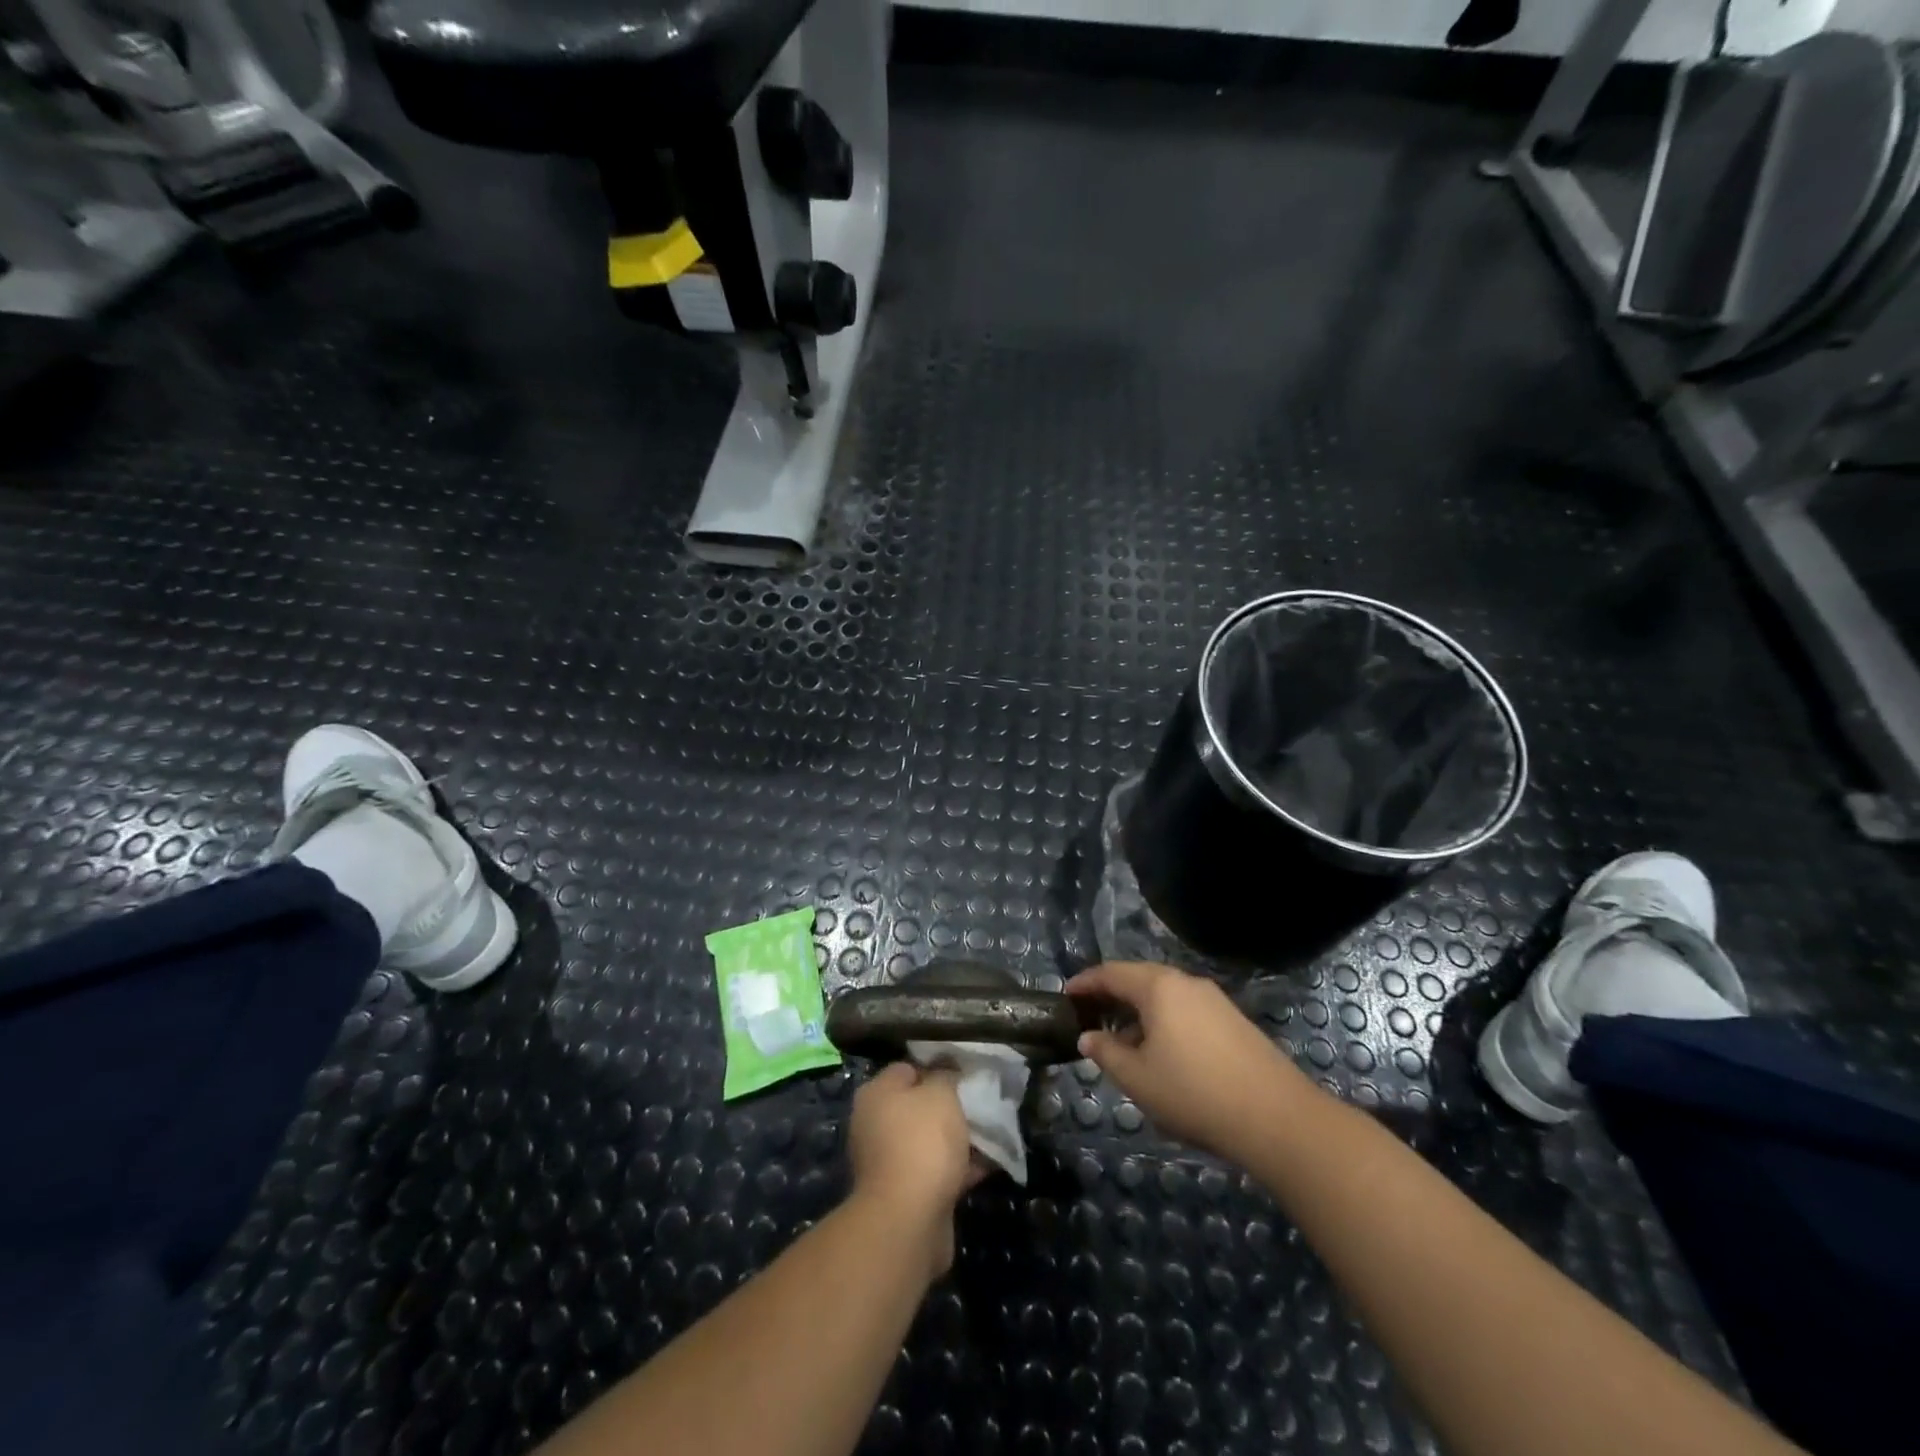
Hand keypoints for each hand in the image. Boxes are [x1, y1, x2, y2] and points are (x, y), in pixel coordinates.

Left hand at [846, 1062, 982, 1278]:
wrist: (908, 1219)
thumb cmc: (922, 1142)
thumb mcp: (941, 1094)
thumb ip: (946, 1076)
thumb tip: (946, 1074)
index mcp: (876, 1094)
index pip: (908, 1069)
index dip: (939, 1068)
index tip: (966, 1074)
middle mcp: (876, 1125)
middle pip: (920, 1106)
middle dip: (951, 1106)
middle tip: (982, 1103)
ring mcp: (890, 1161)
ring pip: (931, 1140)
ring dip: (959, 1138)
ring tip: (993, 1132)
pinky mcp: (906, 1193)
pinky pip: (938, 1171)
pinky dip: (961, 1167)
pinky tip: (991, 1162)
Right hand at [1067, 961, 1307, 1161]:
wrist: (1278, 1118)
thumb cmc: (1194, 1093)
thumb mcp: (1138, 1079)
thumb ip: (1107, 1053)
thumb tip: (1089, 1037)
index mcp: (1159, 987)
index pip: (1112, 973)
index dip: (1086, 982)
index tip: (1066, 994)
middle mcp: (1186, 983)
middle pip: (1140, 978)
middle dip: (1112, 994)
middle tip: (1089, 1013)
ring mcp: (1215, 1000)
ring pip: (1165, 995)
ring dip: (1139, 1011)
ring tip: (1122, 1040)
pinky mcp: (1234, 1021)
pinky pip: (1186, 1010)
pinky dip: (1164, 1021)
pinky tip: (1161, 1052)